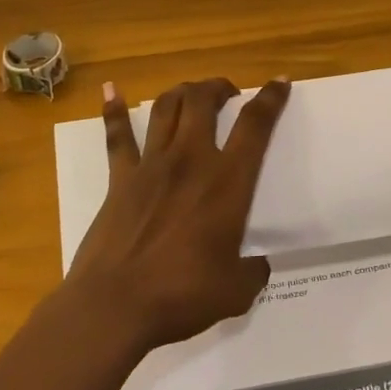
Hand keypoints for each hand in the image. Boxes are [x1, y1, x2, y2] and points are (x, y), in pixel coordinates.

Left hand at [64, 76, 291, 353]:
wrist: (115, 306)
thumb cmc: (181, 295)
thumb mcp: (235, 291)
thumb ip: (253, 272)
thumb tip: (259, 266)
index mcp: (227, 182)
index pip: (254, 126)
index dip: (270, 99)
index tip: (279, 83)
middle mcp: (190, 160)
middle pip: (203, 101)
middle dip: (218, 87)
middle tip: (227, 93)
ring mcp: (151, 165)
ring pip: (165, 108)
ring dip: (182, 92)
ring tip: (191, 93)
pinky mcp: (120, 178)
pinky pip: (117, 137)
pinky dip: (113, 110)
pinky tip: (111, 90)